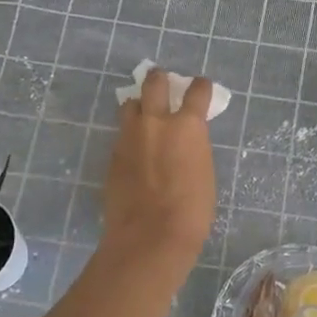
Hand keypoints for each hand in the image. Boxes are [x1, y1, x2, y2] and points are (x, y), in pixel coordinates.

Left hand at [100, 68, 217, 271]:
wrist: (149, 236)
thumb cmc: (191, 211)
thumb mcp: (204, 172)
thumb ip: (193, 148)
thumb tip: (185, 142)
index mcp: (187, 126)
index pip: (196, 91)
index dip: (200, 87)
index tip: (201, 87)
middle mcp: (156, 122)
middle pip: (154, 83)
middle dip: (160, 79)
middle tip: (163, 83)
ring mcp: (129, 136)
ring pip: (130, 105)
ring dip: (139, 105)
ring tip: (144, 115)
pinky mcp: (112, 155)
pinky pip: (122, 134)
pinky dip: (130, 135)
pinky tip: (135, 150)